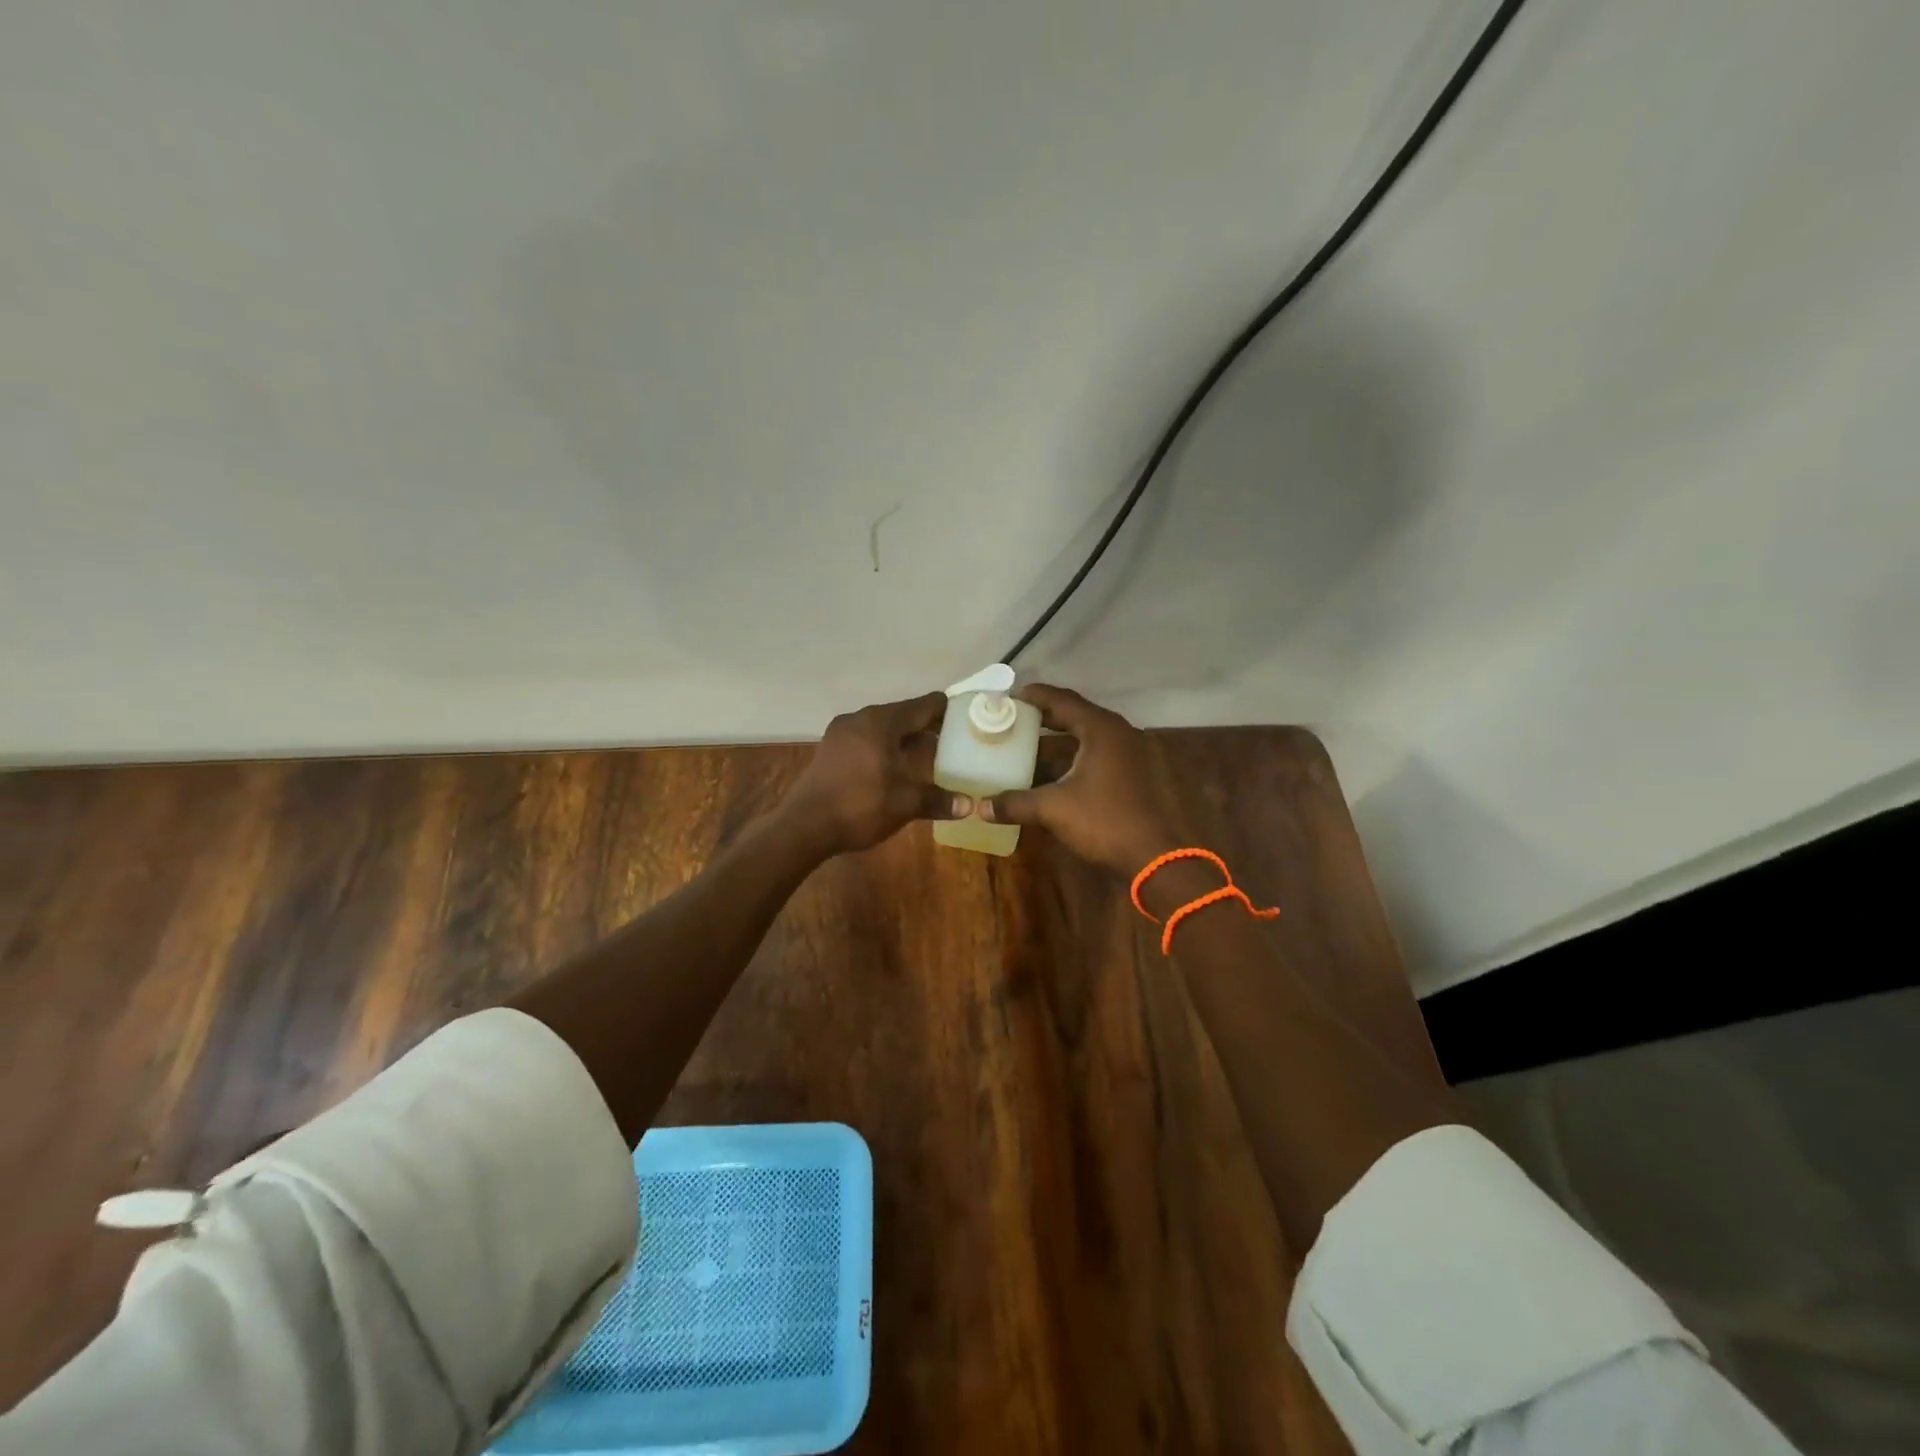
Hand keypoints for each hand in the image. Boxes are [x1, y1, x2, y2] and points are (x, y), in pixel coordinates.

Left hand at [778, 692, 970, 856]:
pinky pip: (866, 741)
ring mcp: (841, 733)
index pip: (923, 705)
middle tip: (953, 742)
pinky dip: (885, 749)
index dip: (946, 711)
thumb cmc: (860, 806)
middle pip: (903, 715)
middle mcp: (860, 719)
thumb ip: (939, 800)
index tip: (967, 718)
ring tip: (928, 757)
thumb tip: (970, 805)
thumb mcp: (905, 803)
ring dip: (905, 740)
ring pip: (883, 729)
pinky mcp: (830, 750)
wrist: (804, 826)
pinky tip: (895, 768)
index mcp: (881, 721)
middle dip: (927, 728)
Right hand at [978, 684, 1183, 875]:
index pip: (1062, 700)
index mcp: (1102, 729)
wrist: (1157, 858)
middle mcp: (1120, 733)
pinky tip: (1055, 773)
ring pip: (1089, 737)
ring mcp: (1133, 754)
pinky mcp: (1136, 775)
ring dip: (1060, 740)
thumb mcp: (1054, 809)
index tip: (1009, 696)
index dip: (1034, 696)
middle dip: (1045, 718)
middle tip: (1014, 720)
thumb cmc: (1105, 822)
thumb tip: (979, 807)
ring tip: (1028, 745)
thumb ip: (1015, 803)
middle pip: (1077, 715)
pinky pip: (1099, 755)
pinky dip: (1076, 757)